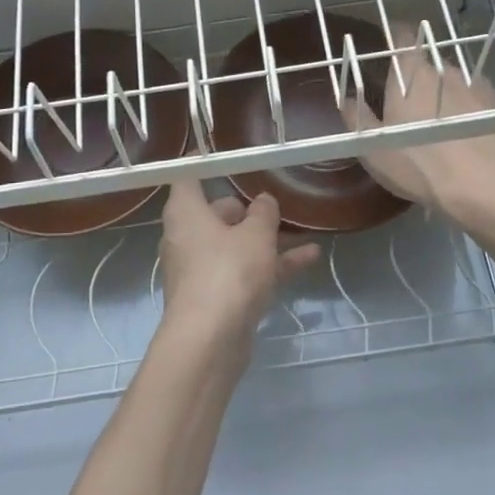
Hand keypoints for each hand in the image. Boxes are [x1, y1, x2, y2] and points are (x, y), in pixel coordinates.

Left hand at [156, 180, 320, 360]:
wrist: (209, 342)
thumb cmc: (228, 272)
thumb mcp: (256, 235)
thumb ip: (263, 214)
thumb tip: (263, 202)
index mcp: (185, 213)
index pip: (187, 177)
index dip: (203, 163)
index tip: (223, 153)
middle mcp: (186, 238)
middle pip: (216, 213)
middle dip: (247, 210)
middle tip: (276, 201)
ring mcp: (200, 270)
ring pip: (235, 245)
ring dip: (267, 239)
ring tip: (302, 229)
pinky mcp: (215, 297)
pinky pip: (244, 271)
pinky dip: (270, 265)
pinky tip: (308, 259)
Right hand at [341, 24, 494, 228]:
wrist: (483, 184)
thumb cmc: (418, 162)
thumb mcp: (373, 146)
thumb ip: (357, 117)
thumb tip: (347, 98)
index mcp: (409, 73)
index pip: (401, 36)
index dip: (394, 34)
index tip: (387, 42)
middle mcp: (443, 69)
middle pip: (426, 62)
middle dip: (415, 76)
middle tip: (405, 101)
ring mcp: (473, 85)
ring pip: (450, 81)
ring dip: (441, 93)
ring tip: (435, 120)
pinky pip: (473, 98)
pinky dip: (465, 107)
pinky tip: (462, 130)